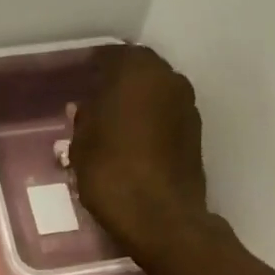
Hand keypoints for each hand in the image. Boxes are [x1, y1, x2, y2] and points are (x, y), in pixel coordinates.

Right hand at [69, 45, 210, 259]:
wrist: (161, 219)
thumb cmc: (112, 175)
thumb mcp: (82, 147)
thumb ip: (83, 120)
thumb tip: (85, 109)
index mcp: (137, 70)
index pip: (109, 56)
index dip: (91, 69)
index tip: (79, 83)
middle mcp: (168, 78)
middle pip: (137, 73)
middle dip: (117, 86)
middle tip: (94, 107)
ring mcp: (187, 106)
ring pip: (154, 95)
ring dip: (135, 106)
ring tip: (113, 130)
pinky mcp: (195, 134)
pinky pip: (165, 118)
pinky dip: (149, 125)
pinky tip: (133, 146)